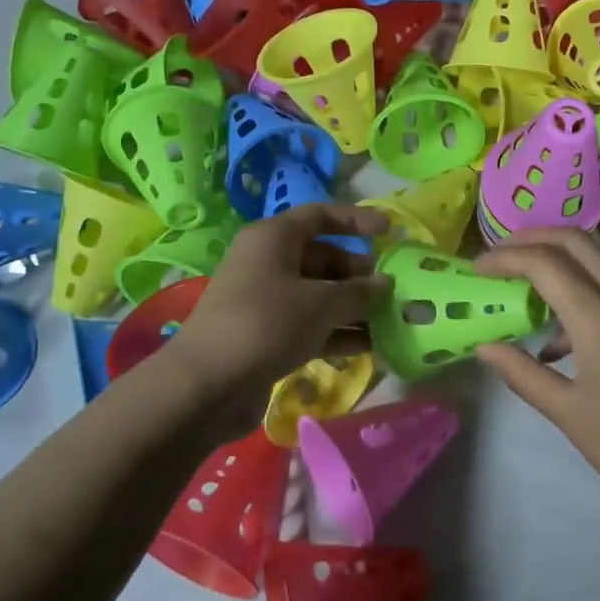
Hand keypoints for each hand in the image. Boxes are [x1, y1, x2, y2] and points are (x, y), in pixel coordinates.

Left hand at [168, 202, 391, 426]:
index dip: (356, 220)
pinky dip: (337, 331)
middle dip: (359, 273)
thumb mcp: (321, 303)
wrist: (207, 385)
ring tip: (390, 321)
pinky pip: (309, 324)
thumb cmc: (267, 324)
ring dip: (353, 307)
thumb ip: (359, 292)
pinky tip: (369, 346)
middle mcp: (268, 262)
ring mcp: (265, 300)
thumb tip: (385, 284)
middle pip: (323, 258)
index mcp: (274, 238)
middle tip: (392, 291)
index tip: (389, 231)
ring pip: (318, 294)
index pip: (320, 215)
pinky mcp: (266, 334)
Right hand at [473, 229, 599, 525]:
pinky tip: (556, 340)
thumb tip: (485, 347)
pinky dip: (579, 290)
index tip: (475, 270)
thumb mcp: (567, 413)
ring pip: (597, 260)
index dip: (505, 258)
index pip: (544, 262)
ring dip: (557, 261)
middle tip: (498, 258)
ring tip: (520, 291)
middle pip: (576, 241)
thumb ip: (522, 373)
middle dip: (532, 239)